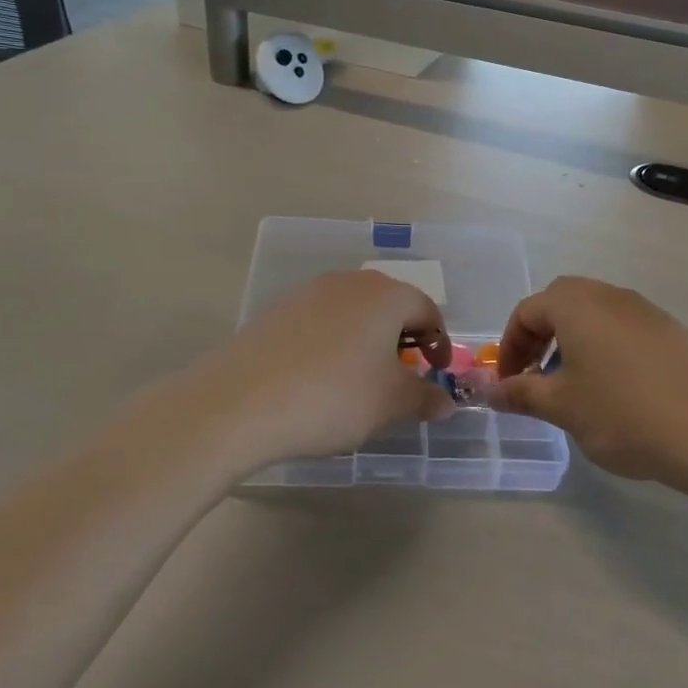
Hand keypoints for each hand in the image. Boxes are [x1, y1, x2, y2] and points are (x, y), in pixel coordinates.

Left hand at [206, 271, 457, 462]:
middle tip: (403, 373)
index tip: (437, 371)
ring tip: (361, 377)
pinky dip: (333, 342)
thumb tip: (446, 401)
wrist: (241, 401)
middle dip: (403, 337)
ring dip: (367, 339)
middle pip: (389, 304)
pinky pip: (320, 321)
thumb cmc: (333, 397)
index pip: (427, 310)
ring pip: (353, 311)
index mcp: (386, 296)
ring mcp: (309, 292)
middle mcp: (350, 283)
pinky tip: (320, 376)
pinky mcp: (278, 310)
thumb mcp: (390, 404)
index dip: (439, 342)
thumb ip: (424, 397)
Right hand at [489, 277, 687, 484]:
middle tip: (537, 376)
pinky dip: (606, 349)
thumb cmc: (622, 413)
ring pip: (596, 315)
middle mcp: (610, 296)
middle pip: (562, 303)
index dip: (511, 347)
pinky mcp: (673, 331)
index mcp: (576, 304)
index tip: (509, 384)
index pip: (527, 311)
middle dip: (541, 337)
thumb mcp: (563, 407)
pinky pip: (625, 329)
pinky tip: (617, 390)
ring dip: (574, 342)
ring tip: (575, 386)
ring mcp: (646, 311)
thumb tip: (491, 391)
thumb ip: (522, 393)